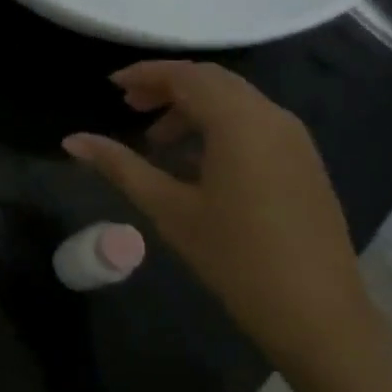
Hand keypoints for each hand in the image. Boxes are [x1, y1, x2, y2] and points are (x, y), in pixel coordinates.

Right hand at [63, 61, 368, 368]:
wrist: (319, 316)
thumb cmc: (236, 258)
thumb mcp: (170, 209)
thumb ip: (120, 166)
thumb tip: (72, 140)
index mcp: (239, 121)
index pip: (185, 76)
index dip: (145, 75)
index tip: (112, 86)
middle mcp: (271, 116)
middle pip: (212, 81)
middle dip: (168, 88)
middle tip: (130, 108)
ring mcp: (294, 138)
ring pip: (235, 101)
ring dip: (194, 108)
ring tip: (158, 141)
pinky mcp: (305, 161)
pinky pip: (255, 123)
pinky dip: (220, 126)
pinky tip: (198, 163)